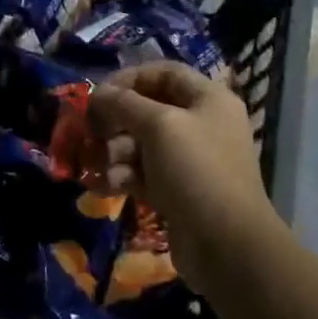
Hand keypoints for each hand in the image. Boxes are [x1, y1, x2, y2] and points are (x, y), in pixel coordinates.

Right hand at [89, 62, 284, 292]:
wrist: (227, 245)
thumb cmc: (196, 171)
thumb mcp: (158, 126)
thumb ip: (124, 103)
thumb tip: (98, 93)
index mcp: (208, 99)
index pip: (163, 73)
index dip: (128, 78)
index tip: (98, 94)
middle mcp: (202, 124)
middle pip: (148, 110)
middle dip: (115, 121)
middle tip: (90, 133)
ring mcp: (191, 160)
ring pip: (141, 144)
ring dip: (114, 152)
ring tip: (99, 167)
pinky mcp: (178, 190)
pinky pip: (144, 173)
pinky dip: (123, 176)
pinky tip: (105, 186)